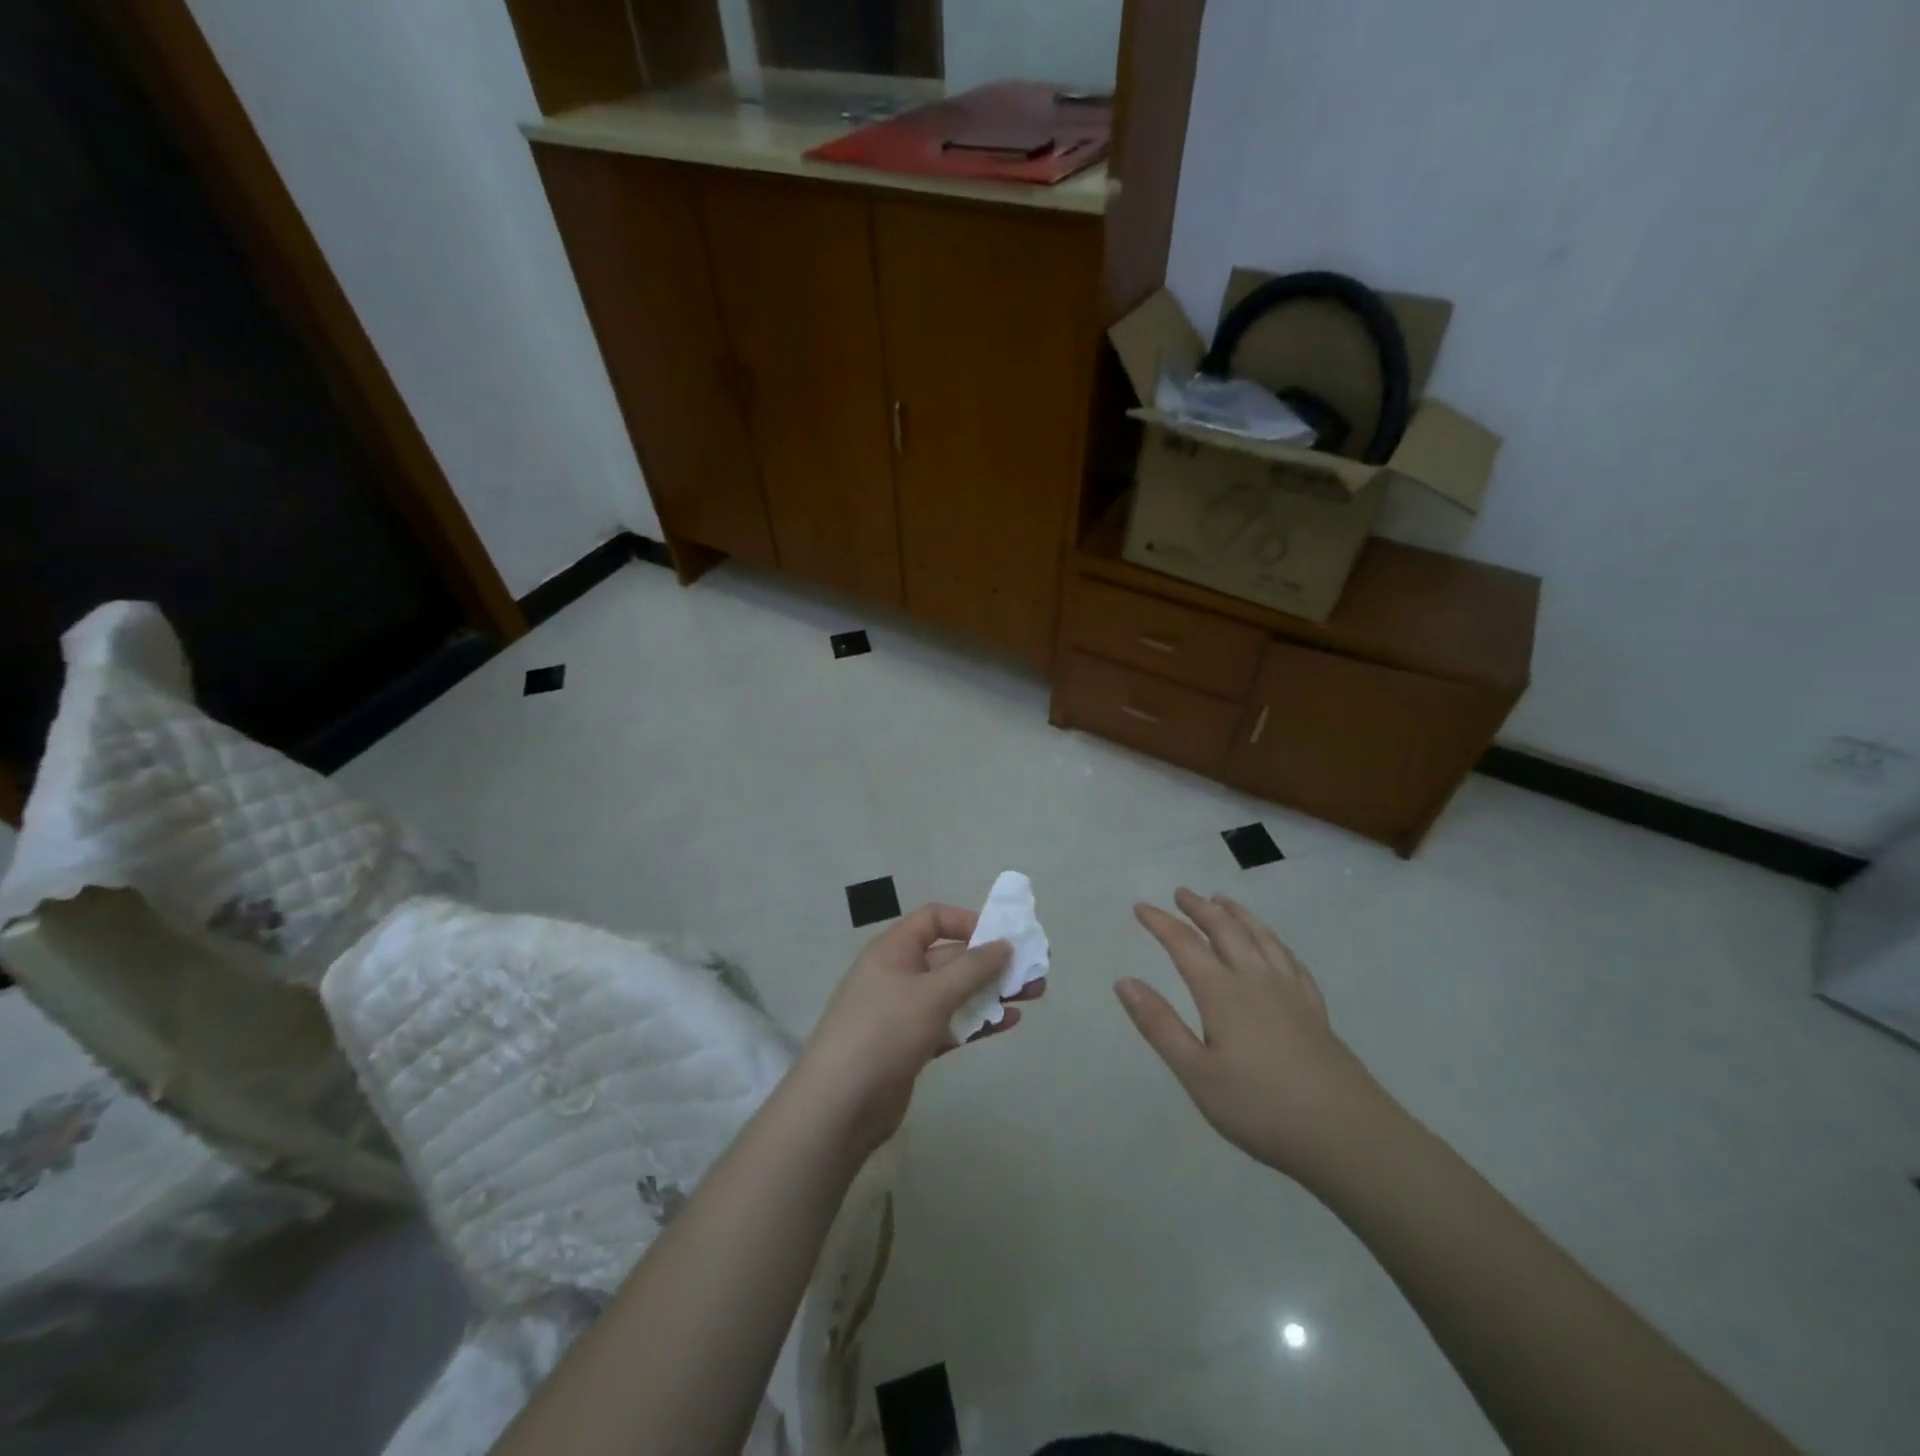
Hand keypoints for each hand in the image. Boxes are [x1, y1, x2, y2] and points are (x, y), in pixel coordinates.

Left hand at [793, 903, 1043, 1154]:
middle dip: (992, 961)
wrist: (838, 1106)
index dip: (968, 922)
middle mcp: (899, 974)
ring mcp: (905, 1012)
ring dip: (992, 991)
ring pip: (956, 992)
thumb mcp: (931, 994)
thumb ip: (972, 969)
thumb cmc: (882, 1033)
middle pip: (951, 957)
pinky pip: (952, 1023)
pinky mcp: (913, 1046)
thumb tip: (1005, 945)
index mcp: (894, 950)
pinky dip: (978, 1021)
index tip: (1001, 938)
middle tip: (1035, 968)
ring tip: (1034, 994)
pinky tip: (1010, 1022)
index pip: (934, 919)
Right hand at [1119, 888, 1381, 1181]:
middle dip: (1200, 909)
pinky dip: (1274, 942)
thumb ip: (1159, 1025)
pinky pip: (1291, 961)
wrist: (1347, 1136)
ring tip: (1223, 901)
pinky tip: (1274, 947)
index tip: (1141, 907)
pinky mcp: (1315, 1011)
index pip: (1185, 945)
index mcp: (1223, 993)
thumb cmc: (1260, 1108)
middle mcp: (1256, 981)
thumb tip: (1124, 981)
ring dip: (1238, 914)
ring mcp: (1291, 993)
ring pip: (1261, 938)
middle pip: (1226, 930)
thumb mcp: (1196, 1074)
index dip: (1161, 923)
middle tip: (1182, 893)